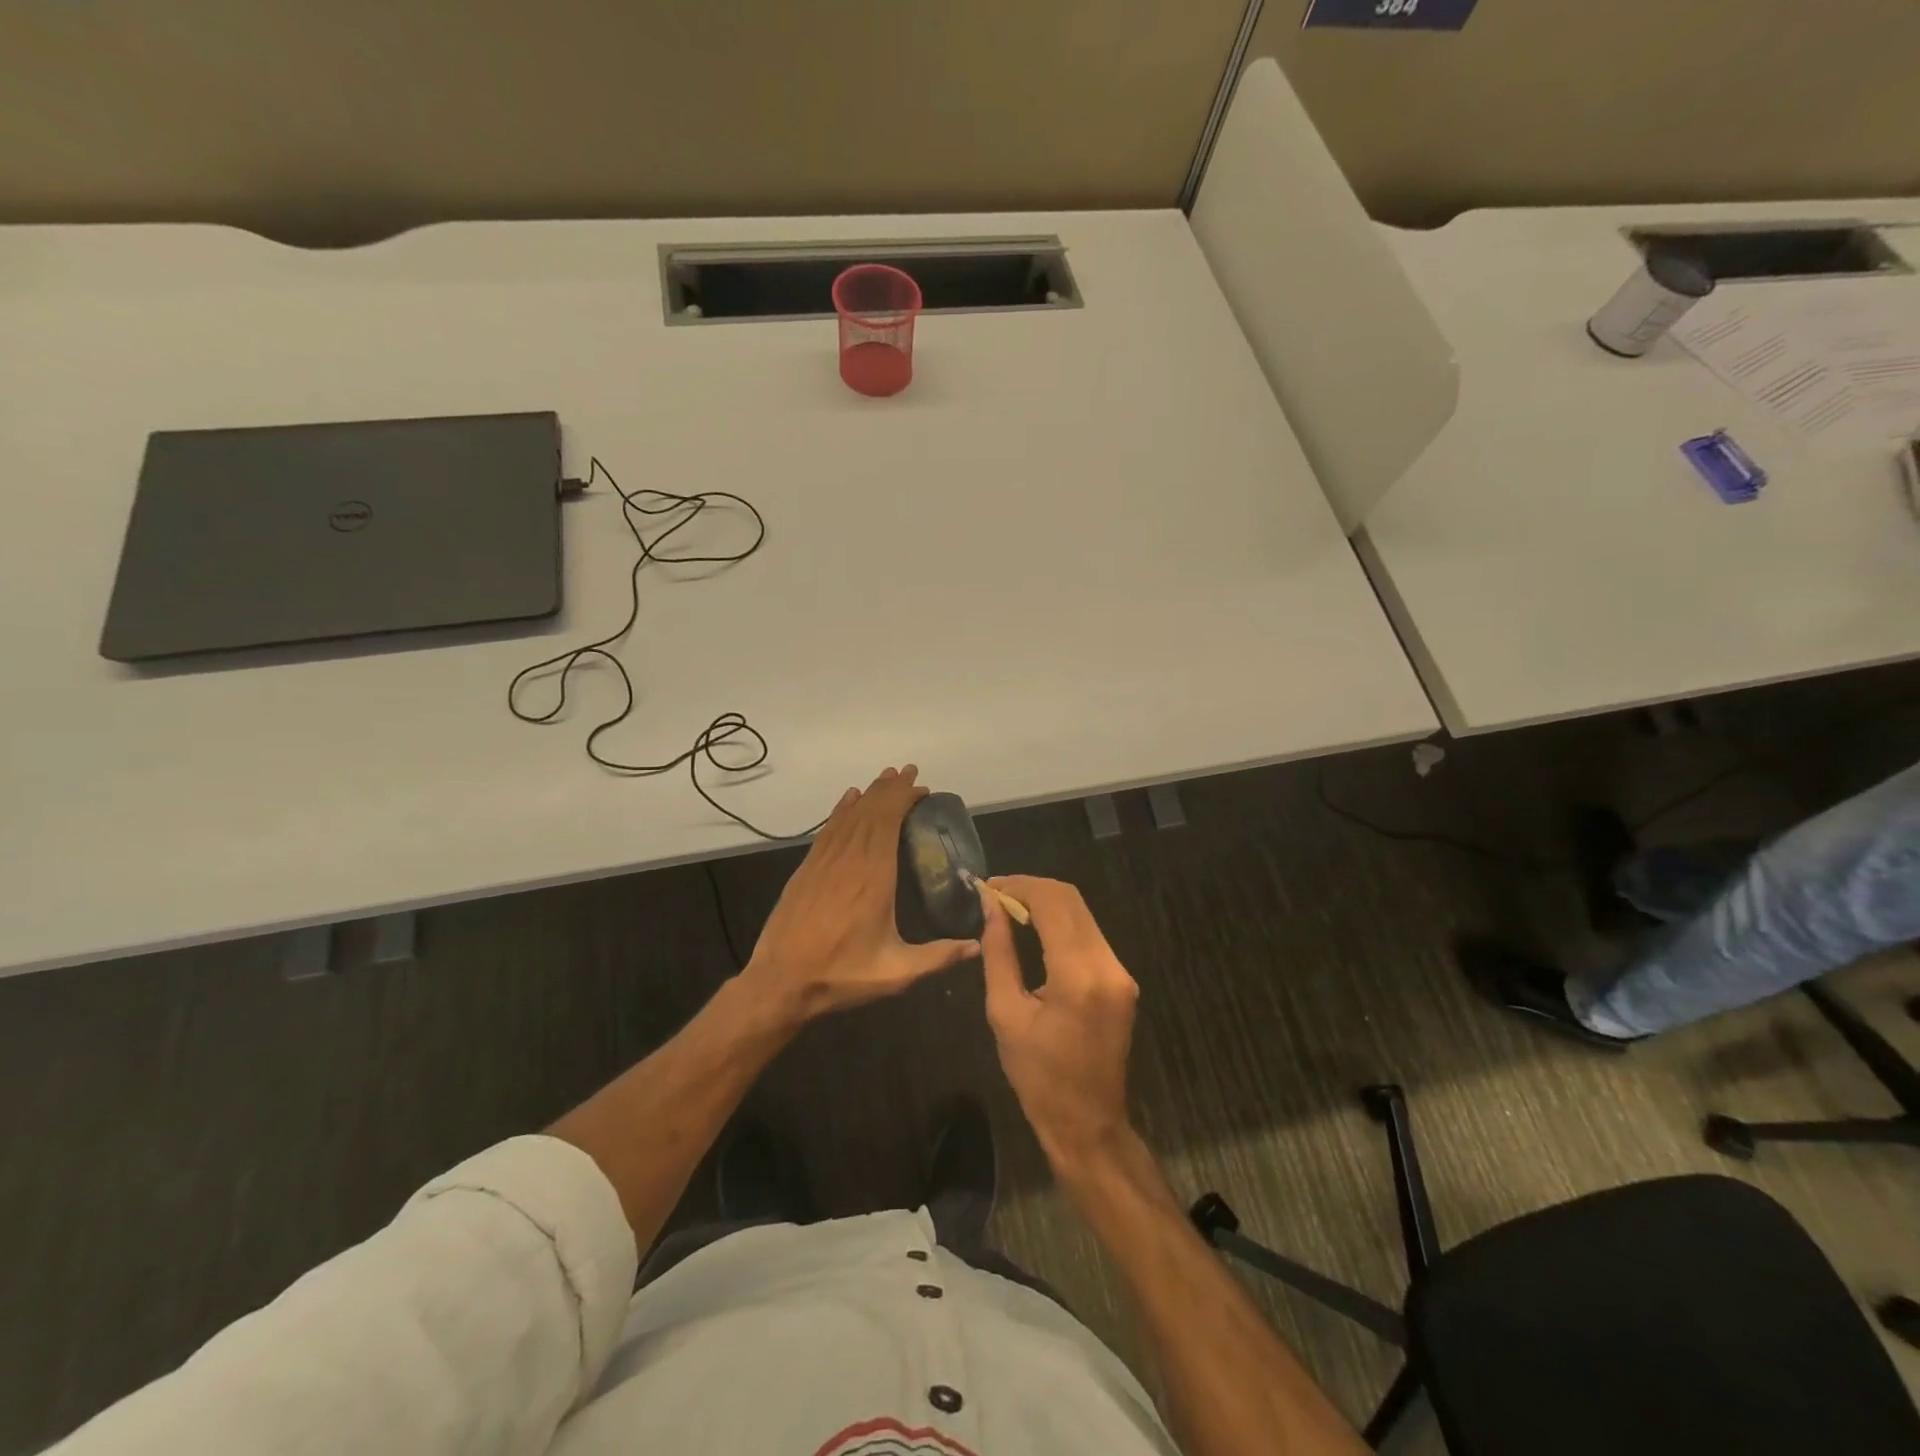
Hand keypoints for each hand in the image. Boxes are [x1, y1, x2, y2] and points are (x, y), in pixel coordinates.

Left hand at [742, 766, 979, 1021]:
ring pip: (849, 816)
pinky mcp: (807, 869)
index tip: (921, 788)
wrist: (779, 982)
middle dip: (890, 789)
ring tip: (886, 778)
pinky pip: (828, 829)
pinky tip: (849, 798)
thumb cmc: (841, 975)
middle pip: (870, 811)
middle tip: (910, 772)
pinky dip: (841, 809)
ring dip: (869, 794)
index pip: (888, 822)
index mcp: (873, 877)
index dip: (903, 799)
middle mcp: (848, 860)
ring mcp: (824, 862)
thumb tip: (978, 946)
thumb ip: (938, 957)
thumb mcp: (895, 972)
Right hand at [978, 875, 1138, 1169]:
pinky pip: (1090, 934)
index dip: (1019, 886)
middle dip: (1032, 888)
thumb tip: (990, 906)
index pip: (1052, 903)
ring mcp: (1120, 972)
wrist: (1087, 1122)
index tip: (989, 887)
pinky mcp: (1122, 979)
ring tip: (1010, 908)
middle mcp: (1107, 965)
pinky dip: (1061, 922)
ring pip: (1083, 913)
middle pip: (1072, 900)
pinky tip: (1035, 929)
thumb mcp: (1005, 1013)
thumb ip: (998, 953)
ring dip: (1047, 902)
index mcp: (1077, 976)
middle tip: (997, 894)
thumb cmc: (1037, 1075)